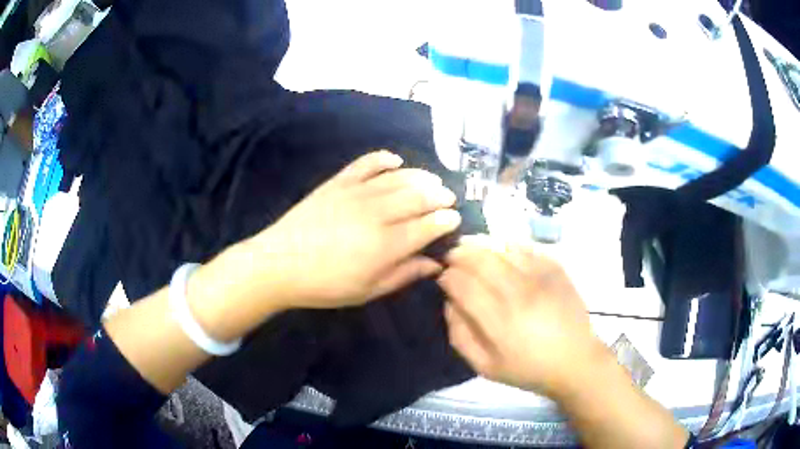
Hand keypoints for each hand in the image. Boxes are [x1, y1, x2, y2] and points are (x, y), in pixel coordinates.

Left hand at [246, 150, 461, 308]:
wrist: (280, 264)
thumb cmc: (326, 285)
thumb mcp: (368, 290)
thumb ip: (404, 275)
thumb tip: (434, 264)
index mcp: (386, 245)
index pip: (427, 226)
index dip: (445, 220)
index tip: (455, 218)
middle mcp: (377, 214)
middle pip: (418, 197)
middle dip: (439, 195)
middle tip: (447, 197)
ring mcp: (356, 193)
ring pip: (398, 178)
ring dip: (420, 176)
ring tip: (432, 180)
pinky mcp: (338, 182)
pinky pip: (366, 163)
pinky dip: (383, 158)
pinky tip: (395, 160)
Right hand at [438, 237, 605, 397]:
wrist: (575, 360)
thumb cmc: (528, 368)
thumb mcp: (484, 366)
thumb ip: (459, 335)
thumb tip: (449, 303)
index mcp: (498, 320)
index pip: (461, 284)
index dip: (446, 276)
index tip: (442, 278)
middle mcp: (518, 292)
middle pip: (479, 258)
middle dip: (459, 254)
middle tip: (453, 257)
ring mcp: (539, 276)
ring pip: (501, 248)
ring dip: (481, 246)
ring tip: (473, 251)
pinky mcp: (555, 268)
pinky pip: (525, 247)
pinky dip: (507, 246)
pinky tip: (502, 252)